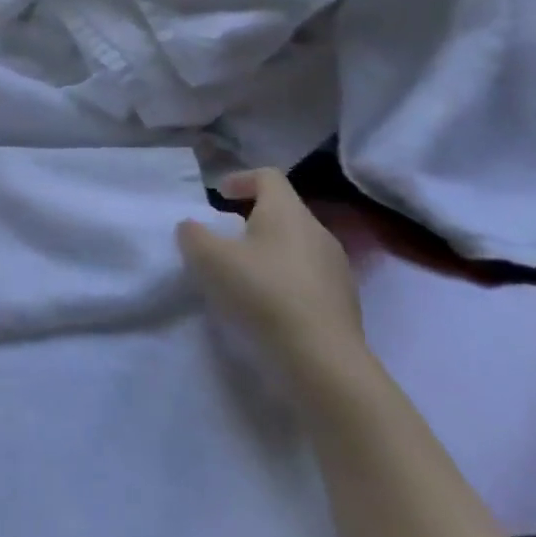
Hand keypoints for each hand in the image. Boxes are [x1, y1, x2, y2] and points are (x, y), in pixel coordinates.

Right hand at [178, 168, 363, 370]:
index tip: (219, 195)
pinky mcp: (343, 302)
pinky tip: (267, 306)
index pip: (268, 176)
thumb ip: (194, 236)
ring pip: (296, 246)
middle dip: (251, 220)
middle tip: (224, 240)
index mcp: (288, 212)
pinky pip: (308, 278)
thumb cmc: (263, 294)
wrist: (322, 361)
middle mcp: (317, 232)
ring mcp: (336, 268)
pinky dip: (284, 281)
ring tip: (243, 276)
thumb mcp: (209, 260)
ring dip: (268, 253)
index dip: (241, 179)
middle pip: (283, 211)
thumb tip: (192, 227)